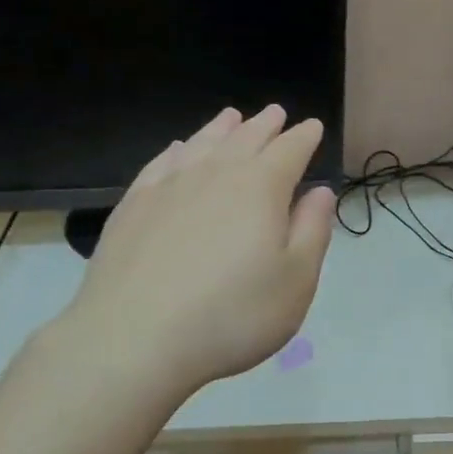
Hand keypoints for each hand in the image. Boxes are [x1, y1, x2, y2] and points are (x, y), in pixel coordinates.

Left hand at [55, 105, 335, 391]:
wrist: (132, 340)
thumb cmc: (230, 316)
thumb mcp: (295, 282)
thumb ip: (312, 230)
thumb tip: (320, 192)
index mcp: (261, 187)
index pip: (290, 150)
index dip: (304, 137)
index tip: (312, 127)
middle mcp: (216, 174)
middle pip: (246, 137)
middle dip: (265, 125)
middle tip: (276, 113)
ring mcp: (169, 186)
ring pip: (202, 143)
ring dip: (221, 128)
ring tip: (232, 117)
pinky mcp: (133, 205)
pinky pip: (161, 163)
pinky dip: (176, 150)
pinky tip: (178, 150)